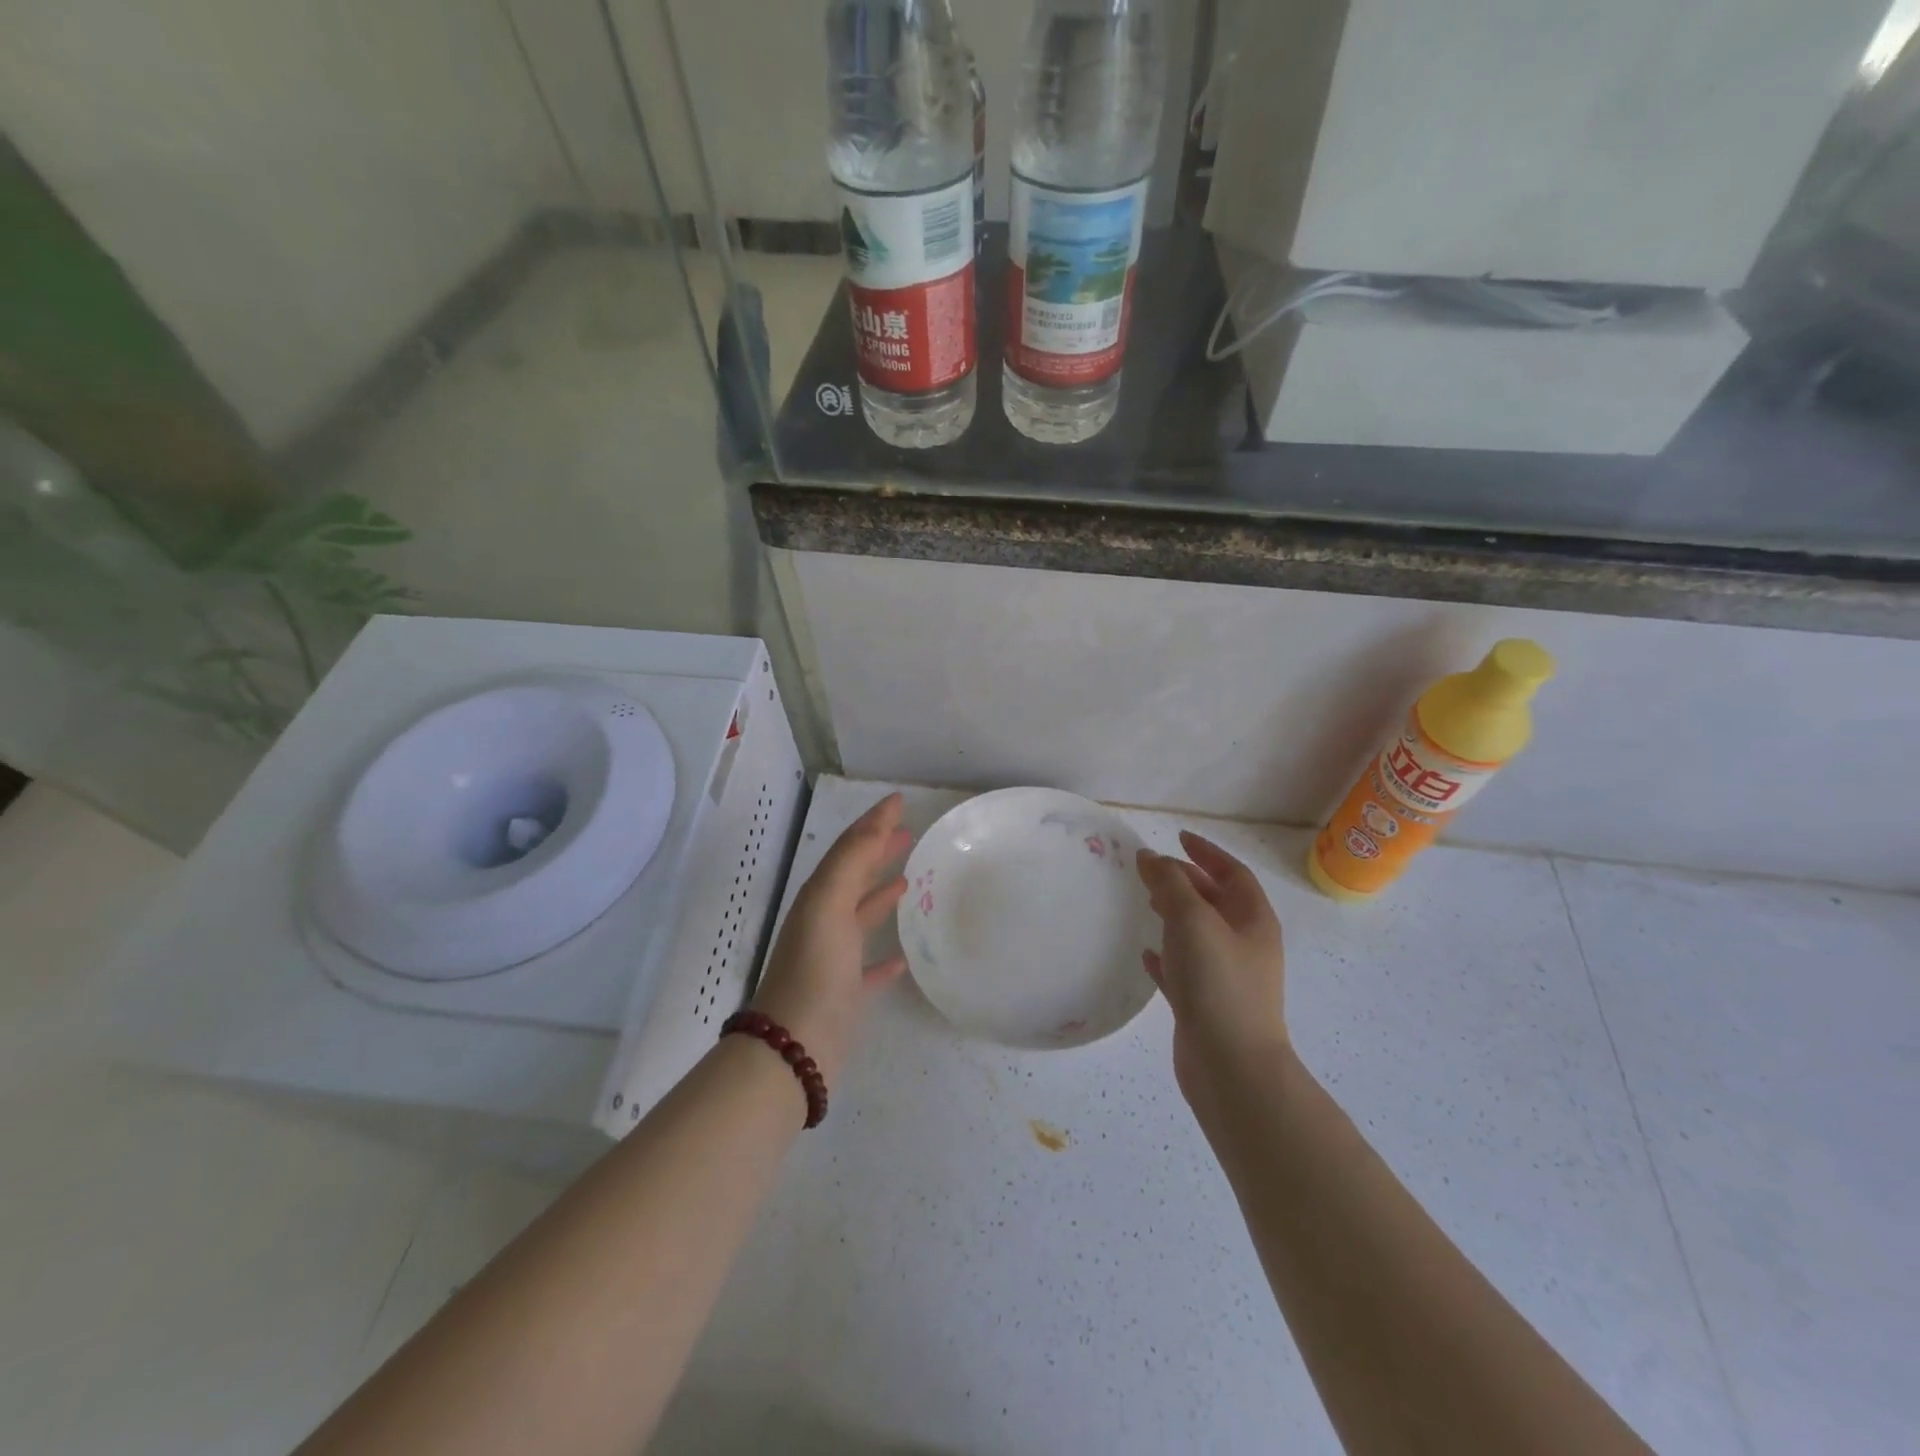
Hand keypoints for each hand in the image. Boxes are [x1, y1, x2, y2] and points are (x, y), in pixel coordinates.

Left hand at [750, 792, 912, 1087]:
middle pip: (855, 876)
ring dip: (882, 894)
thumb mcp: (829, 903)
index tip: (900, 801)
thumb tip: (878, 822)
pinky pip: (870, 967)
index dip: (873, 822)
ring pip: (861, 916)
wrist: (794, 1047)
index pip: (849, 848)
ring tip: (911, 880)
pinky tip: (904, 956)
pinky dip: (886, 956)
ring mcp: (834, 958)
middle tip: (910, 835)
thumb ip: (852, 861)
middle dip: (878, 852)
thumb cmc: (815, 969)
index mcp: (820, 897)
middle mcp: (824, 922)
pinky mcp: (846, 993)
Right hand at [1137, 832, 1287, 1103]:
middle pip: (1216, 902)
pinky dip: (1166, 956)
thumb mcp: (1193, 921)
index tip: (1178, 838)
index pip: (1233, 873)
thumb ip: (1170, 884)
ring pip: (1199, 935)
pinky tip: (1146, 955)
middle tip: (1152, 871)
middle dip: (1187, 881)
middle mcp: (1245, 946)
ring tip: (1146, 903)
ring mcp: (1227, 978)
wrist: (1232, 1068)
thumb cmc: (1218, 984)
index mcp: (1253, 921)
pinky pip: (1185, 970)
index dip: (1207, 853)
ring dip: (1175, 915)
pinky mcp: (1206, 1006)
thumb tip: (1151, 857)